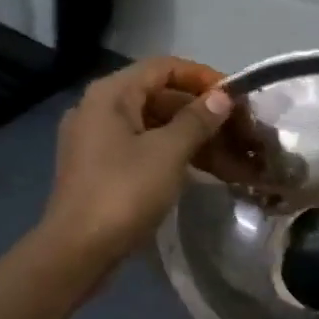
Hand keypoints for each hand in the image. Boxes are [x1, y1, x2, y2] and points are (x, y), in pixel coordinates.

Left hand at [39, 57, 236, 271]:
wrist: (77, 251)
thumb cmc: (123, 193)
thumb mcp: (168, 153)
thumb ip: (197, 120)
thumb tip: (222, 96)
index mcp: (110, 94)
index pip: (164, 67)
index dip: (203, 78)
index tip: (237, 98)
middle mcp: (99, 109)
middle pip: (158, 97)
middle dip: (202, 113)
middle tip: (240, 131)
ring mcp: (96, 141)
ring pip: (153, 127)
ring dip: (192, 138)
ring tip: (232, 156)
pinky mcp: (100, 169)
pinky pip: (142, 150)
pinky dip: (172, 155)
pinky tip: (203, 170)